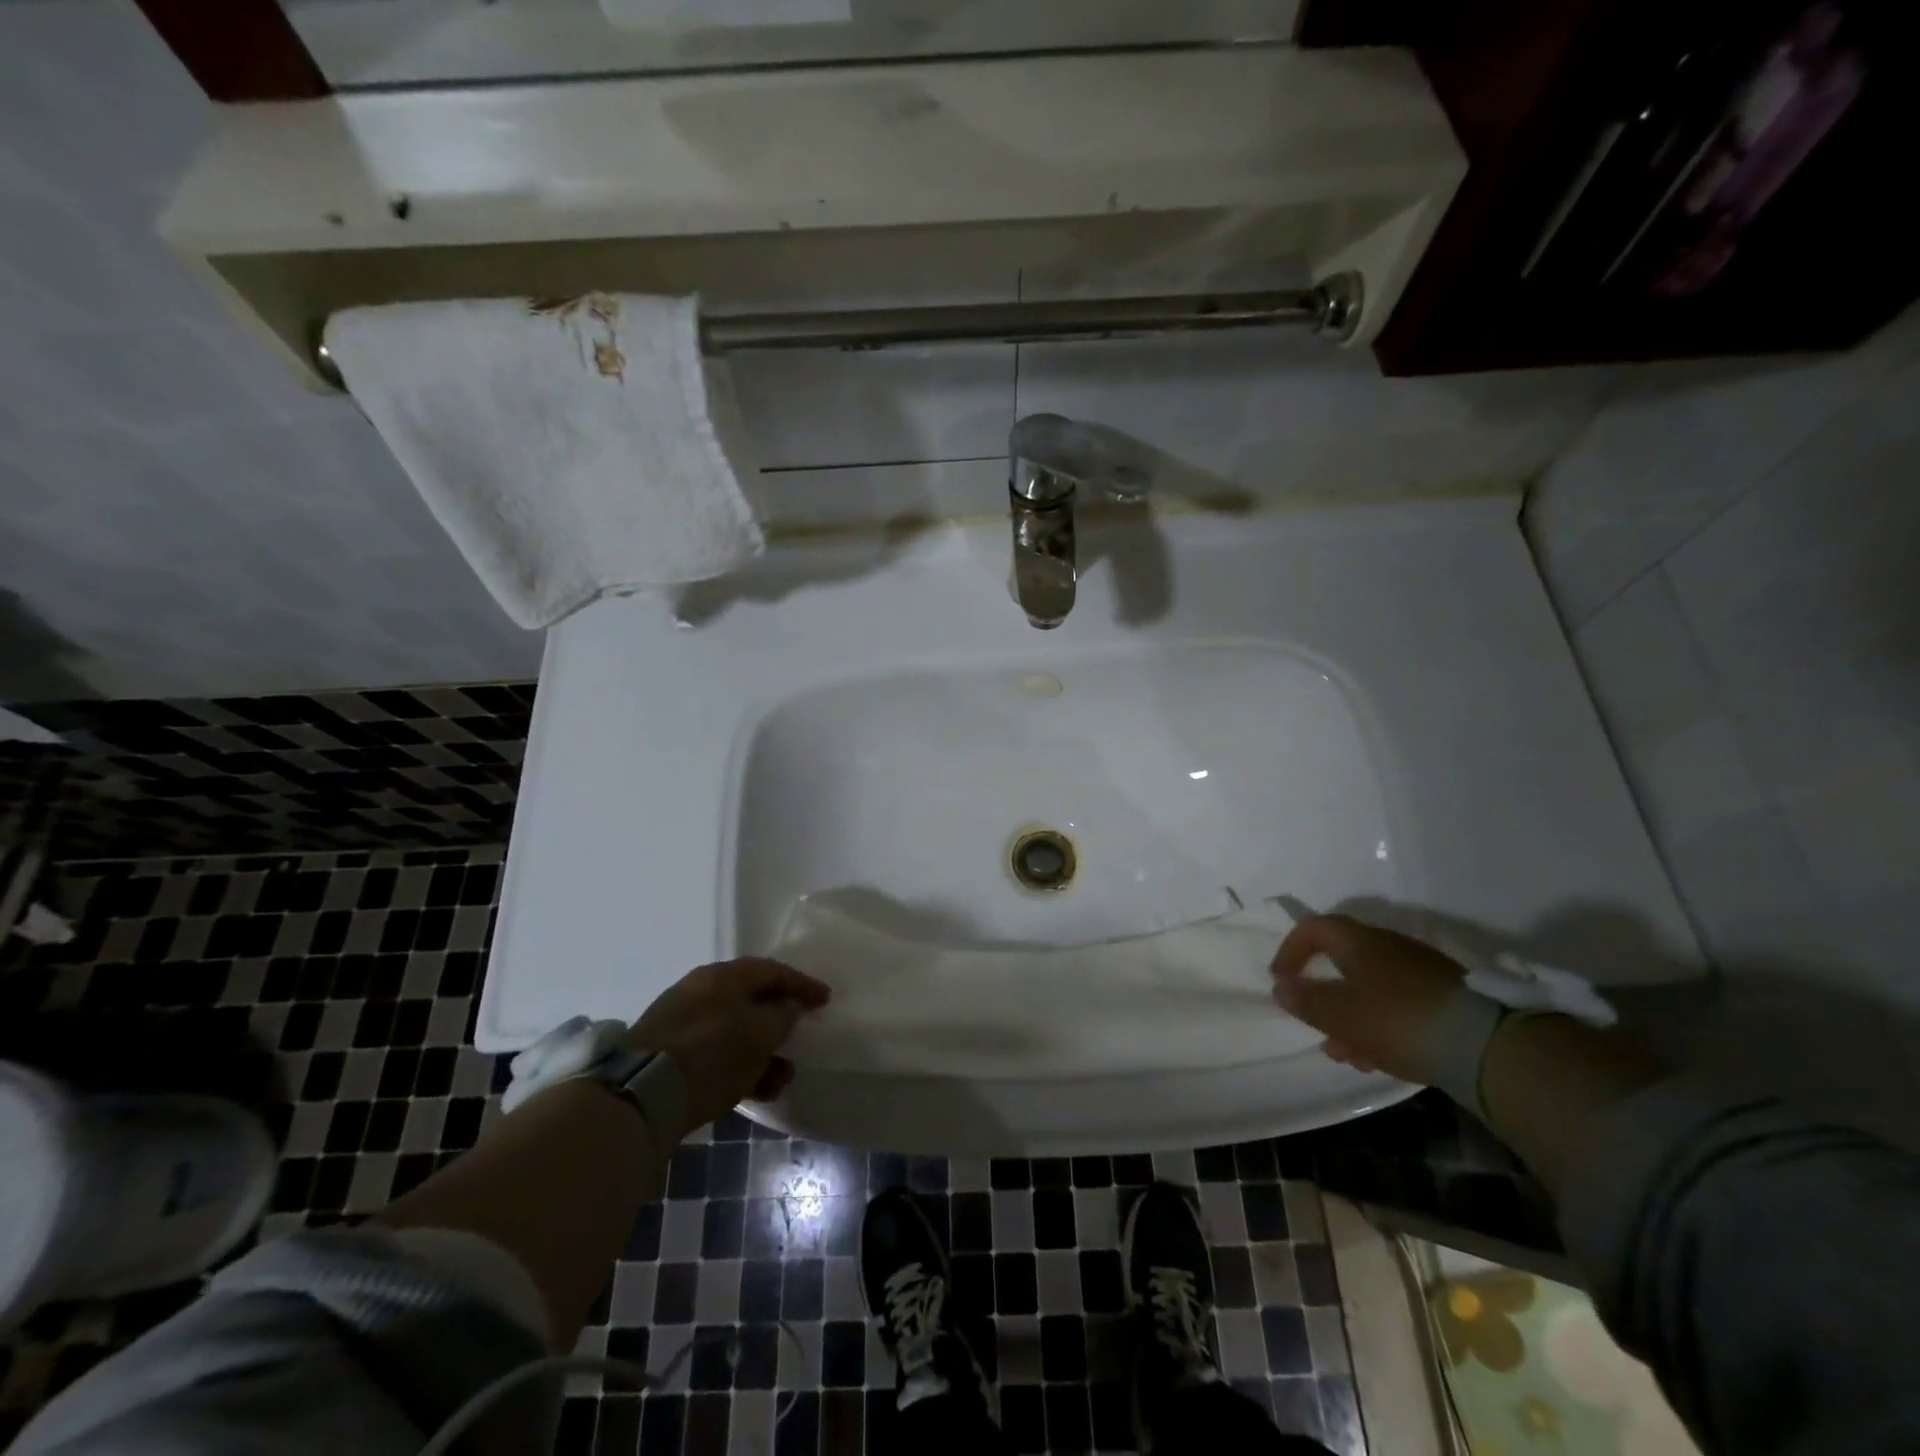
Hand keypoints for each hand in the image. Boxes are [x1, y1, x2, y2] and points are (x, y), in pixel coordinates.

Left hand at [627, 957, 830, 1133]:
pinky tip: (754, 1092)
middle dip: (780, 1025)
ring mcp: (682, 1023)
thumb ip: (783, 1016)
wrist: (641, 1095)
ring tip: (780, 1080)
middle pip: (752, 1001)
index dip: (802, 984)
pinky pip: (716, 1054)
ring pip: (735, 1032)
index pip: (773, 970)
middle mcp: (702, 991)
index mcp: (724, 976)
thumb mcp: (760, 1033)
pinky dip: (739, 1067)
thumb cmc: (712, 1053)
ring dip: (763, 1054)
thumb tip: (789, 1006)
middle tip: (800, 1041)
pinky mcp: (670, 1055)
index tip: (825, 1000)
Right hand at [1270, 913, 1467, 1084]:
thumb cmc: (1395, 1018)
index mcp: (1358, 941)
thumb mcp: (1340, 1014)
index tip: (1281, 980)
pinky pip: (1397, 1006)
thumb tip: (1281, 988)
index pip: (1313, 928)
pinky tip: (1378, 1059)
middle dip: (1324, 995)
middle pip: (1343, 962)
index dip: (1290, 950)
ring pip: (1370, 989)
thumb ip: (1306, 1001)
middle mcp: (1388, 947)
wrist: (1484, 1044)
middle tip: (1314, 1024)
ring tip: (1345, 1054)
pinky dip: (1379, 1026)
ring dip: (1351, 1018)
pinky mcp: (1443, 999)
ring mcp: (1419, 972)